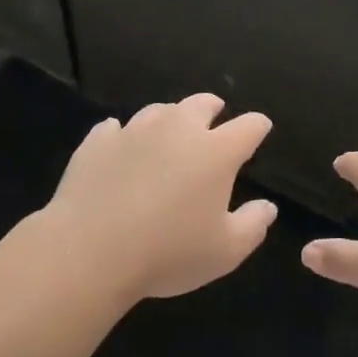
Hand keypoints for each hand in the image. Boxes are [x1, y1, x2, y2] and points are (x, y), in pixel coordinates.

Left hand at [42, 94, 276, 302]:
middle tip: (215, 116)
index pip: (248, 127)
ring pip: (159, 111)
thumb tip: (267, 207)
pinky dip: (123, 135)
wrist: (90, 250)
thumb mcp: (225, 252)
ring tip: (168, 133)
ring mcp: (134, 131)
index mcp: (216, 151)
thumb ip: (252, 225)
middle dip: (213, 108)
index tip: (260, 129)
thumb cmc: (168, 253)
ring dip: (169, 119)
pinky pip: (114, 129)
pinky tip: (120, 146)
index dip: (257, 127)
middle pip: (201, 104)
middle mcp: (178, 129)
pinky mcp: (98, 141)